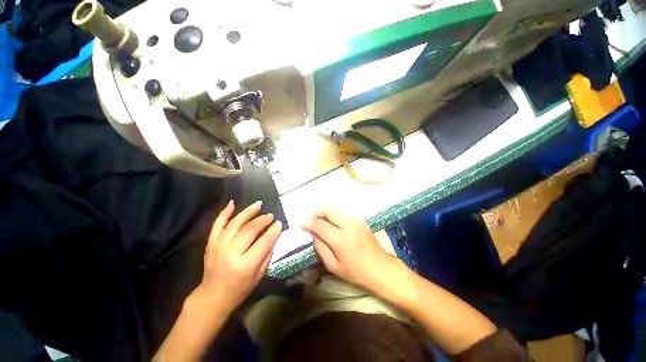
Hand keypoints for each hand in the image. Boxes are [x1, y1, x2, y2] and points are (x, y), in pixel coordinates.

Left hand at [197, 200, 281, 311]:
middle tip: (270, 216)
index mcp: (246, 264)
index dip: (273, 231)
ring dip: (248, 212)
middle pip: (250, 230)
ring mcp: (218, 246)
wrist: (212, 296)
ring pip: (235, 223)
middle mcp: (231, 253)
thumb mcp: (260, 274)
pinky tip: (232, 203)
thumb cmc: (240, 288)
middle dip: (263, 220)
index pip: (263, 242)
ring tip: (258, 204)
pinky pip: (217, 224)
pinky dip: (224, 213)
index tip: (279, 223)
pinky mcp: (211, 243)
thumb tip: (275, 234)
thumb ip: (268, 253)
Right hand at [301, 206, 400, 291]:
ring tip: (321, 222)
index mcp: (340, 239)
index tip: (302, 224)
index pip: (320, 224)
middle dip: (317, 212)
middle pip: (328, 209)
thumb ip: (320, 248)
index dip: (309, 223)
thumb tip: (313, 234)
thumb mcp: (333, 266)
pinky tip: (333, 224)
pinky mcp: (360, 220)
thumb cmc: (356, 272)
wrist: (381, 269)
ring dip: (326, 212)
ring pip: (336, 208)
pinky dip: (334, 215)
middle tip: (312, 220)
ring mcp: (356, 220)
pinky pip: (343, 212)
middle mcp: (348, 224)